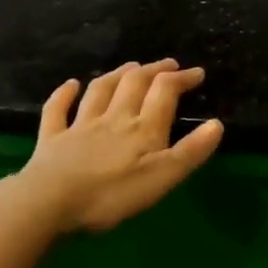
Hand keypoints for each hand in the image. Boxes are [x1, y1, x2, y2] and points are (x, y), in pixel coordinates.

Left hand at [0, 58, 222, 267]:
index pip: (165, 92)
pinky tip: (70, 84)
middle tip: (167, 64)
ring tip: (130, 66)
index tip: (197, 73)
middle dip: (153, 70)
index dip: (182, 79)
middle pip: (135, 84)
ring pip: (101, 90)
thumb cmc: (112, 194)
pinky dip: (64, 94)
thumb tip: (217, 124)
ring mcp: (80, 126)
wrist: (50, 202)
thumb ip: (190, 151)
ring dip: (117, 74)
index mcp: (142, 127)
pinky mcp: (52, 139)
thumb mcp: (162, 178)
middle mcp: (114, 117)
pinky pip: (57, 110)